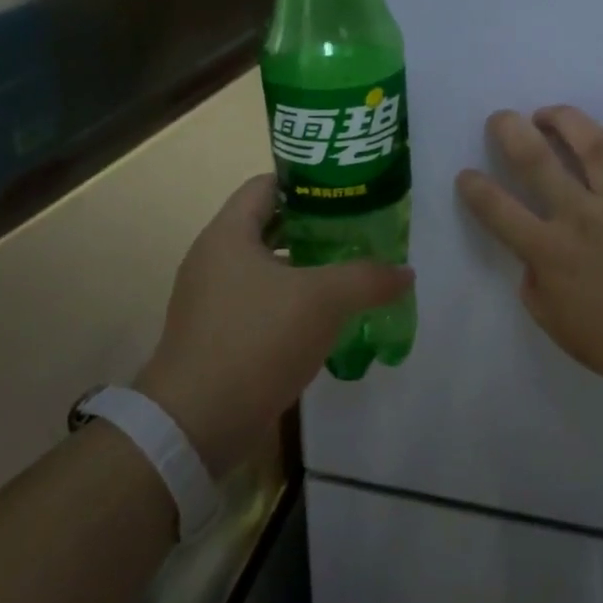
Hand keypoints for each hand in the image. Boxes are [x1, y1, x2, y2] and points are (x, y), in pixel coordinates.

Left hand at [134, 175, 411, 473]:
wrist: (197, 422)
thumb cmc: (256, 340)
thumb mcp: (323, 301)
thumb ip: (367, 278)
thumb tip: (404, 272)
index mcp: (228, 234)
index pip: (268, 184)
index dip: (309, 181)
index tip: (349, 190)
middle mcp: (214, 258)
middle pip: (271, 224)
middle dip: (317, 226)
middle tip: (361, 231)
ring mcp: (213, 298)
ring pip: (269, 267)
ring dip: (308, 267)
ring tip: (352, 271)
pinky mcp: (219, 334)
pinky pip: (262, 302)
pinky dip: (293, 301)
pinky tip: (327, 318)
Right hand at [456, 107, 602, 405]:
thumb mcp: (559, 328)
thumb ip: (535, 288)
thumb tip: (533, 257)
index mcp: (552, 252)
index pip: (497, 209)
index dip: (473, 187)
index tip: (467, 176)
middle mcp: (583, 216)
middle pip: (535, 158)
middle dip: (508, 130)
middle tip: (501, 119)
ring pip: (590, 141)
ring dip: (563, 119)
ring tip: (549, 115)